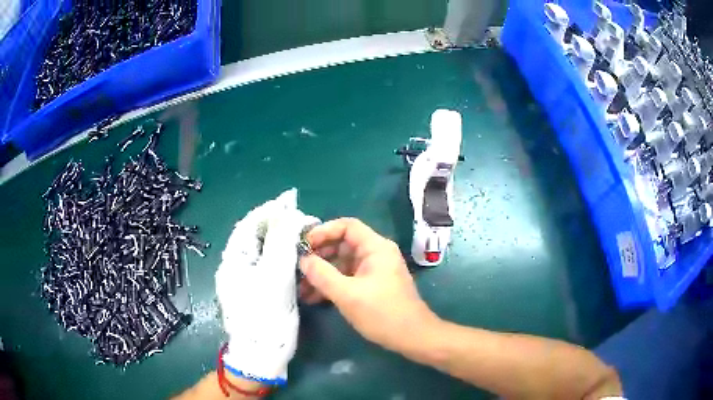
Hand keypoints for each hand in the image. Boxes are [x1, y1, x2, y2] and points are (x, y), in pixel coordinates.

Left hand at [216, 189, 318, 384]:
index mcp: (233, 259)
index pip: (249, 224)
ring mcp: (242, 279)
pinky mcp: (252, 290)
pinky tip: (293, 259)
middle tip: (301, 223)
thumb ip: (281, 243)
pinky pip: (265, 265)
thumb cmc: (266, 316)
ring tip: (301, 237)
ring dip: (280, 241)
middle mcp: (234, 266)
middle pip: (254, 236)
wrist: (259, 355)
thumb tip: (287, 214)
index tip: (292, 205)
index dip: (270, 212)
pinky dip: (280, 258)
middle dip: (277, 225)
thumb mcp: (275, 278)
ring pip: (261, 251)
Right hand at [299, 218, 437, 353]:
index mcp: (376, 248)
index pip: (347, 226)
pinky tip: (313, 297)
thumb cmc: (382, 313)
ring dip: (322, 273)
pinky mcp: (371, 286)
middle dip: (319, 255)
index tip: (304, 245)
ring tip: (301, 287)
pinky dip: (331, 284)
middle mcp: (375, 254)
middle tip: (299, 267)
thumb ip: (322, 275)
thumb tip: (303, 260)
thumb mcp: (348, 294)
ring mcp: (373, 271)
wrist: (412, 337)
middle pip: (342, 244)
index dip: (323, 231)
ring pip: (342, 263)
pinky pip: (347, 278)